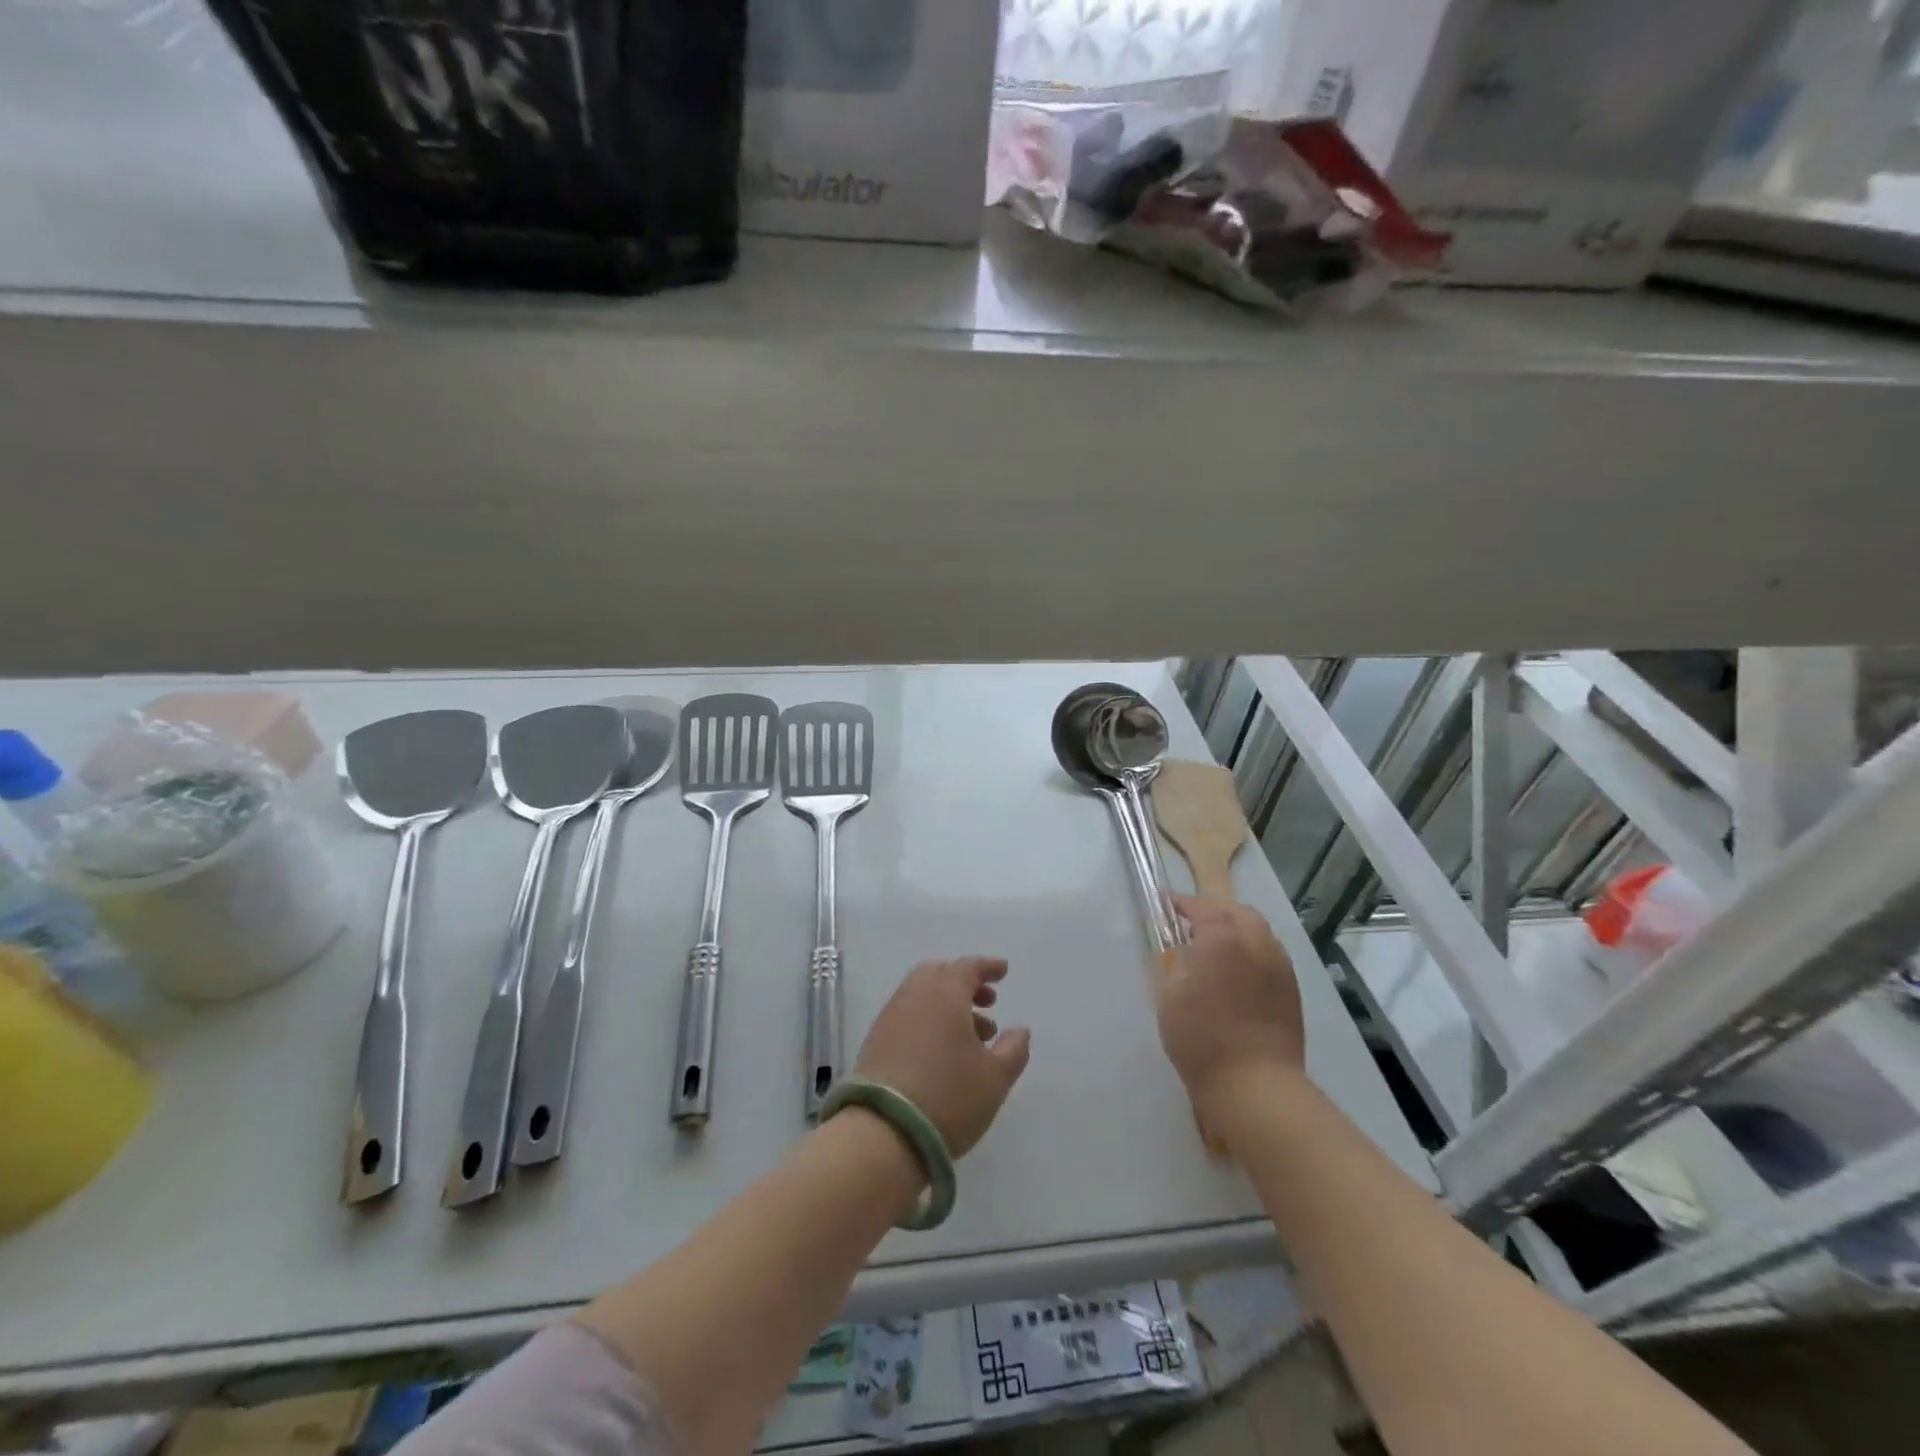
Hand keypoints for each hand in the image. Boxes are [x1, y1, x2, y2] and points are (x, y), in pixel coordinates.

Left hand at [852, 956, 1031, 1156]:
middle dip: (965, 982)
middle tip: (987, 1001)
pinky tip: (943, 1049)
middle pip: (940, 974)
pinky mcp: (875, 1041)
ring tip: (973, 1034)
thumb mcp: (994, 1078)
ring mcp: (891, 1017)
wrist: (882, 1132)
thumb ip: (1013, 1049)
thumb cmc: (948, 1096)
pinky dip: (929, 1018)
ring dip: (948, 1004)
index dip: (988, 967)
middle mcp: (914, 995)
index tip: (1003, 971)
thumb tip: (1020, 1029)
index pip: (968, 967)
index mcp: (944, 994)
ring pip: (922, 995)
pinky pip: (908, 1014)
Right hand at [1157, 896, 1305, 1115]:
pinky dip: (1251, 948)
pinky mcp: (1290, 988)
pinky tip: (1238, 967)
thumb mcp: (1169, 994)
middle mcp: (1255, 942)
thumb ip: (1176, 962)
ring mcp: (1278, 964)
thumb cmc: (1201, 1037)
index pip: (1201, 906)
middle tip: (1191, 921)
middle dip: (1213, 910)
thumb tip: (1184, 950)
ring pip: (1257, 929)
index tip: (1166, 904)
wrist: (1255, 1084)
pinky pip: (1269, 952)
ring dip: (1235, 926)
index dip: (1181, 903)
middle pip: (1235, 911)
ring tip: (1216, 943)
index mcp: (1222, 938)